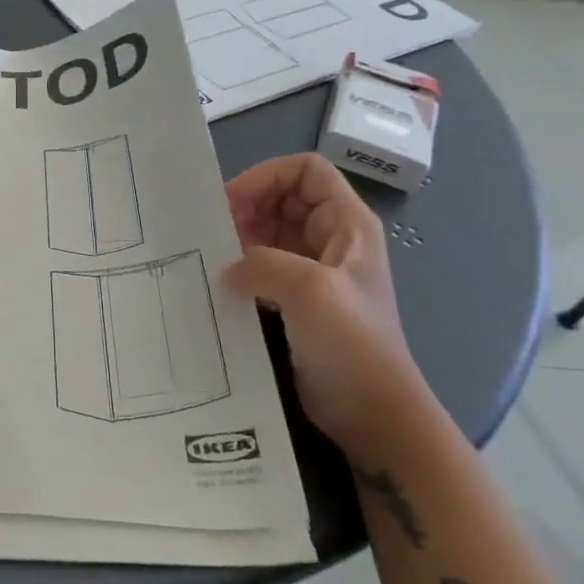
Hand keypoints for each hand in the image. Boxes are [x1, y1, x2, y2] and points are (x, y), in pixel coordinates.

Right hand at [222, 153, 425, 453]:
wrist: (373, 413)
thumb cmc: (352, 344)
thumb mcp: (309, 291)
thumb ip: (261, 263)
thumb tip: (227, 269)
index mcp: (347, 224)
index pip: (305, 171)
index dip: (266, 177)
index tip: (230, 204)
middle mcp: (331, 239)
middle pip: (282, 198)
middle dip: (246, 206)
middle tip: (212, 232)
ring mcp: (314, 271)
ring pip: (268, 232)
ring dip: (238, 237)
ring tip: (210, 257)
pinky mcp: (296, 301)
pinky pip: (261, 267)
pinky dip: (239, 267)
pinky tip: (219, 284)